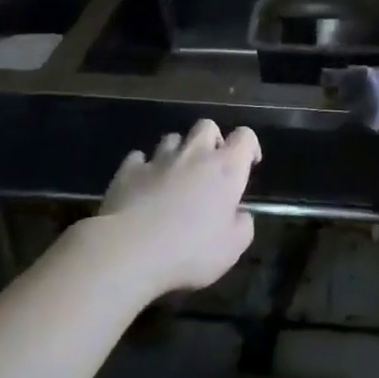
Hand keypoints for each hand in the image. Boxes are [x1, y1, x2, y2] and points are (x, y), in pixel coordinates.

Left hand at [83, 119, 260, 296]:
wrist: (129, 250)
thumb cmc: (189, 250)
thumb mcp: (231, 249)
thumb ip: (243, 227)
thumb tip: (240, 215)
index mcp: (225, 169)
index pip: (245, 137)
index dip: (249, 145)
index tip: (249, 164)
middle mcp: (194, 155)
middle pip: (206, 126)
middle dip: (212, 139)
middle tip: (211, 165)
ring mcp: (158, 160)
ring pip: (172, 138)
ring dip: (178, 152)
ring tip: (176, 175)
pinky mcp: (128, 171)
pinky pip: (139, 158)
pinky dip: (144, 167)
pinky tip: (143, 184)